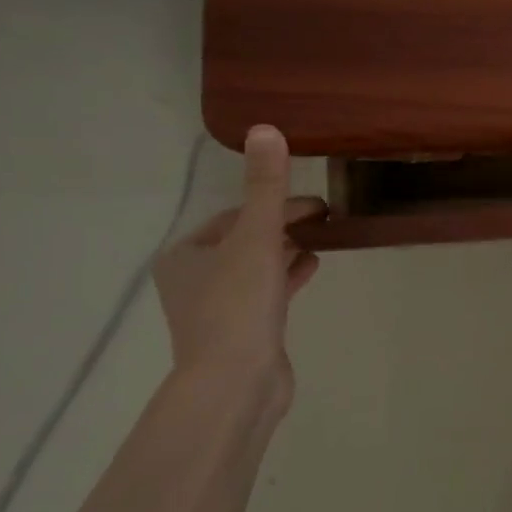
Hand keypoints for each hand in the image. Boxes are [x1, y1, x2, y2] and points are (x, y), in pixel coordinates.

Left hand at [154, 125, 324, 426]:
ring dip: (289, 249)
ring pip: (258, 266)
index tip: (317, 204)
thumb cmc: (238, 305)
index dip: (275, 204)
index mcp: (185, 255)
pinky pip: (269, 292)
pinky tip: (314, 267)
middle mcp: (194, 279)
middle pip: (246, 240)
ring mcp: (219, 309)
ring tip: (325, 238)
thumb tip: (265, 128)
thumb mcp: (256, 239)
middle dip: (284, 225)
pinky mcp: (245, 332)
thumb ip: (266, 188)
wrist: (236, 383)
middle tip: (326, 217)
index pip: (235, 216)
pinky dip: (290, 275)